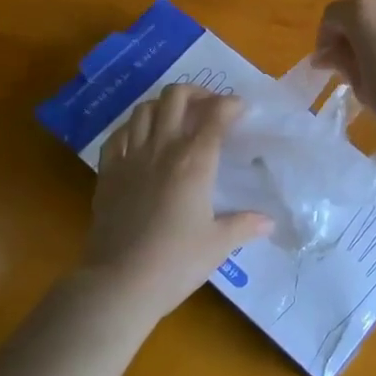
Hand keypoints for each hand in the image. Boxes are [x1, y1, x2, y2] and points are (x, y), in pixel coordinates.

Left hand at [86, 84, 272, 321]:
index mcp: (194, 161)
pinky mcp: (107, 172)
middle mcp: (162, 149)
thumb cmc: (175, 263)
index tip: (240, 109)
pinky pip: (117, 135)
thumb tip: (269, 221)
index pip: (215, 115)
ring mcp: (130, 157)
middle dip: (196, 92)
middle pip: (176, 97)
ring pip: (144, 109)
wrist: (119, 283)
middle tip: (208, 107)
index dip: (230, 104)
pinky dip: (132, 128)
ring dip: (163, 105)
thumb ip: (244, 225)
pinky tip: (140, 139)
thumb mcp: (218, 245)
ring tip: (175, 119)